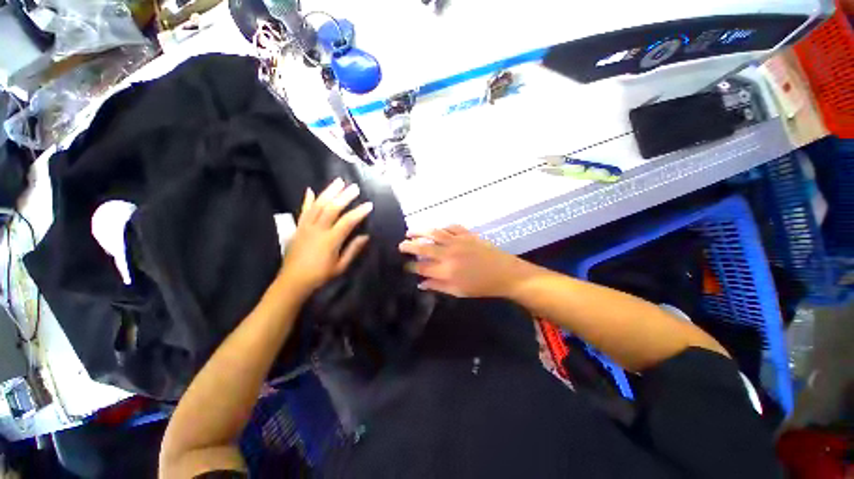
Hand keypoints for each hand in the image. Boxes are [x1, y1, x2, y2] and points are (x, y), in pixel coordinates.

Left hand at [279, 178, 372, 295]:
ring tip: (338, 181)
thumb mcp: (341, 266)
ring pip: (317, 205)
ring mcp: (306, 227)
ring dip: (328, 192)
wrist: (293, 281)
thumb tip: (366, 236)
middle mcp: (318, 229)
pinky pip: (303, 211)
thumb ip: (353, 250)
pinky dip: (307, 200)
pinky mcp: (298, 228)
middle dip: (345, 196)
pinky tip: (310, 190)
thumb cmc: (320, 275)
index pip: (347, 221)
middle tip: (354, 187)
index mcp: (330, 240)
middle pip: (332, 208)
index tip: (369, 204)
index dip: (359, 212)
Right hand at [399, 225, 534, 297]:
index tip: (404, 266)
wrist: (505, 273)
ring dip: (420, 231)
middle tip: (400, 246)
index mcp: (445, 270)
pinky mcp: (467, 234)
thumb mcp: (458, 291)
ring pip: (434, 233)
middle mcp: (448, 254)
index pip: (421, 267)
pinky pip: (451, 227)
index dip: (410, 267)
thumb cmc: (481, 286)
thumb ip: (438, 286)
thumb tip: (421, 283)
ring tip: (410, 232)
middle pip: (423, 248)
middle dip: (409, 246)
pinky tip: (438, 229)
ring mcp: (457, 241)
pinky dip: (442, 227)